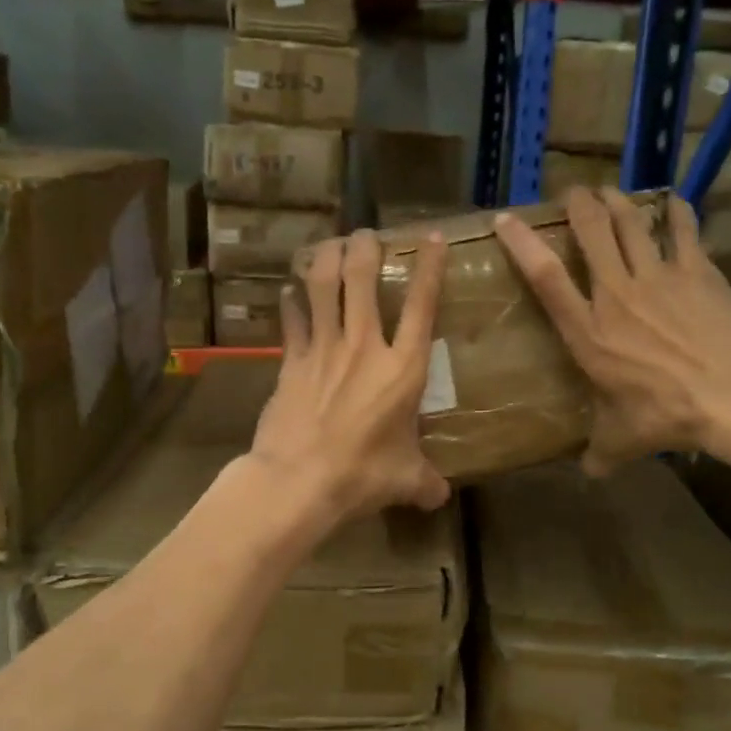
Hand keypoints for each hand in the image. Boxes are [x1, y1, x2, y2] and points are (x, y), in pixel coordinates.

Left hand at [249, 227, 451, 519]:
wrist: (299, 480)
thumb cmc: (362, 475)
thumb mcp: (405, 480)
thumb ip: (426, 483)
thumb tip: (441, 497)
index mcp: (403, 369)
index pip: (422, 306)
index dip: (428, 268)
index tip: (430, 237)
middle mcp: (364, 347)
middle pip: (363, 280)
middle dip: (364, 248)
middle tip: (364, 234)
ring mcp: (323, 350)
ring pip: (323, 287)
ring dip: (326, 259)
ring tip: (329, 244)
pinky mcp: (291, 362)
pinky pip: (292, 320)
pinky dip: (291, 303)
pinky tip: (289, 292)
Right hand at [493, 187, 730, 474]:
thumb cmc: (667, 414)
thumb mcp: (623, 439)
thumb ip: (600, 451)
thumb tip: (589, 473)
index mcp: (589, 332)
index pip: (546, 278)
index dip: (523, 245)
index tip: (507, 220)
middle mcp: (616, 295)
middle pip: (592, 234)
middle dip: (578, 206)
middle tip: (572, 193)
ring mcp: (659, 277)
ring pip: (631, 224)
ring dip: (618, 203)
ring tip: (609, 192)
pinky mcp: (697, 271)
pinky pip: (682, 231)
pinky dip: (675, 213)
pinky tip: (672, 202)